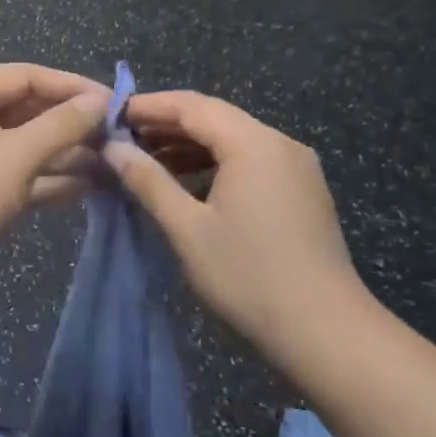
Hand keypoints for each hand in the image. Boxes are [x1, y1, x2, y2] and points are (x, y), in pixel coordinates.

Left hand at [0, 64, 109, 288]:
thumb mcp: (17, 154)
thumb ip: (61, 126)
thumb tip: (98, 102)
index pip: (29, 75)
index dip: (73, 87)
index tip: (116, 104)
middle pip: (26, 109)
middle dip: (70, 124)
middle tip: (117, 139)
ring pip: (23, 146)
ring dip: (63, 155)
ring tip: (112, 166)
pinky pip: (14, 175)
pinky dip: (45, 180)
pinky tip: (86, 189)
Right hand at [105, 90, 370, 361]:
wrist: (326, 331)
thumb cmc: (248, 275)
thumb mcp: (187, 228)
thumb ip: (148, 181)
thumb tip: (112, 148)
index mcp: (252, 143)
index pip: (191, 105)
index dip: (148, 106)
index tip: (110, 116)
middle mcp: (278, 143)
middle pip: (214, 116)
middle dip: (166, 123)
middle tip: (122, 138)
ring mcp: (295, 166)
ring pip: (233, 138)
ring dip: (189, 144)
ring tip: (147, 161)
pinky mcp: (302, 189)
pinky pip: (250, 158)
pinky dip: (214, 162)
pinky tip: (188, 182)